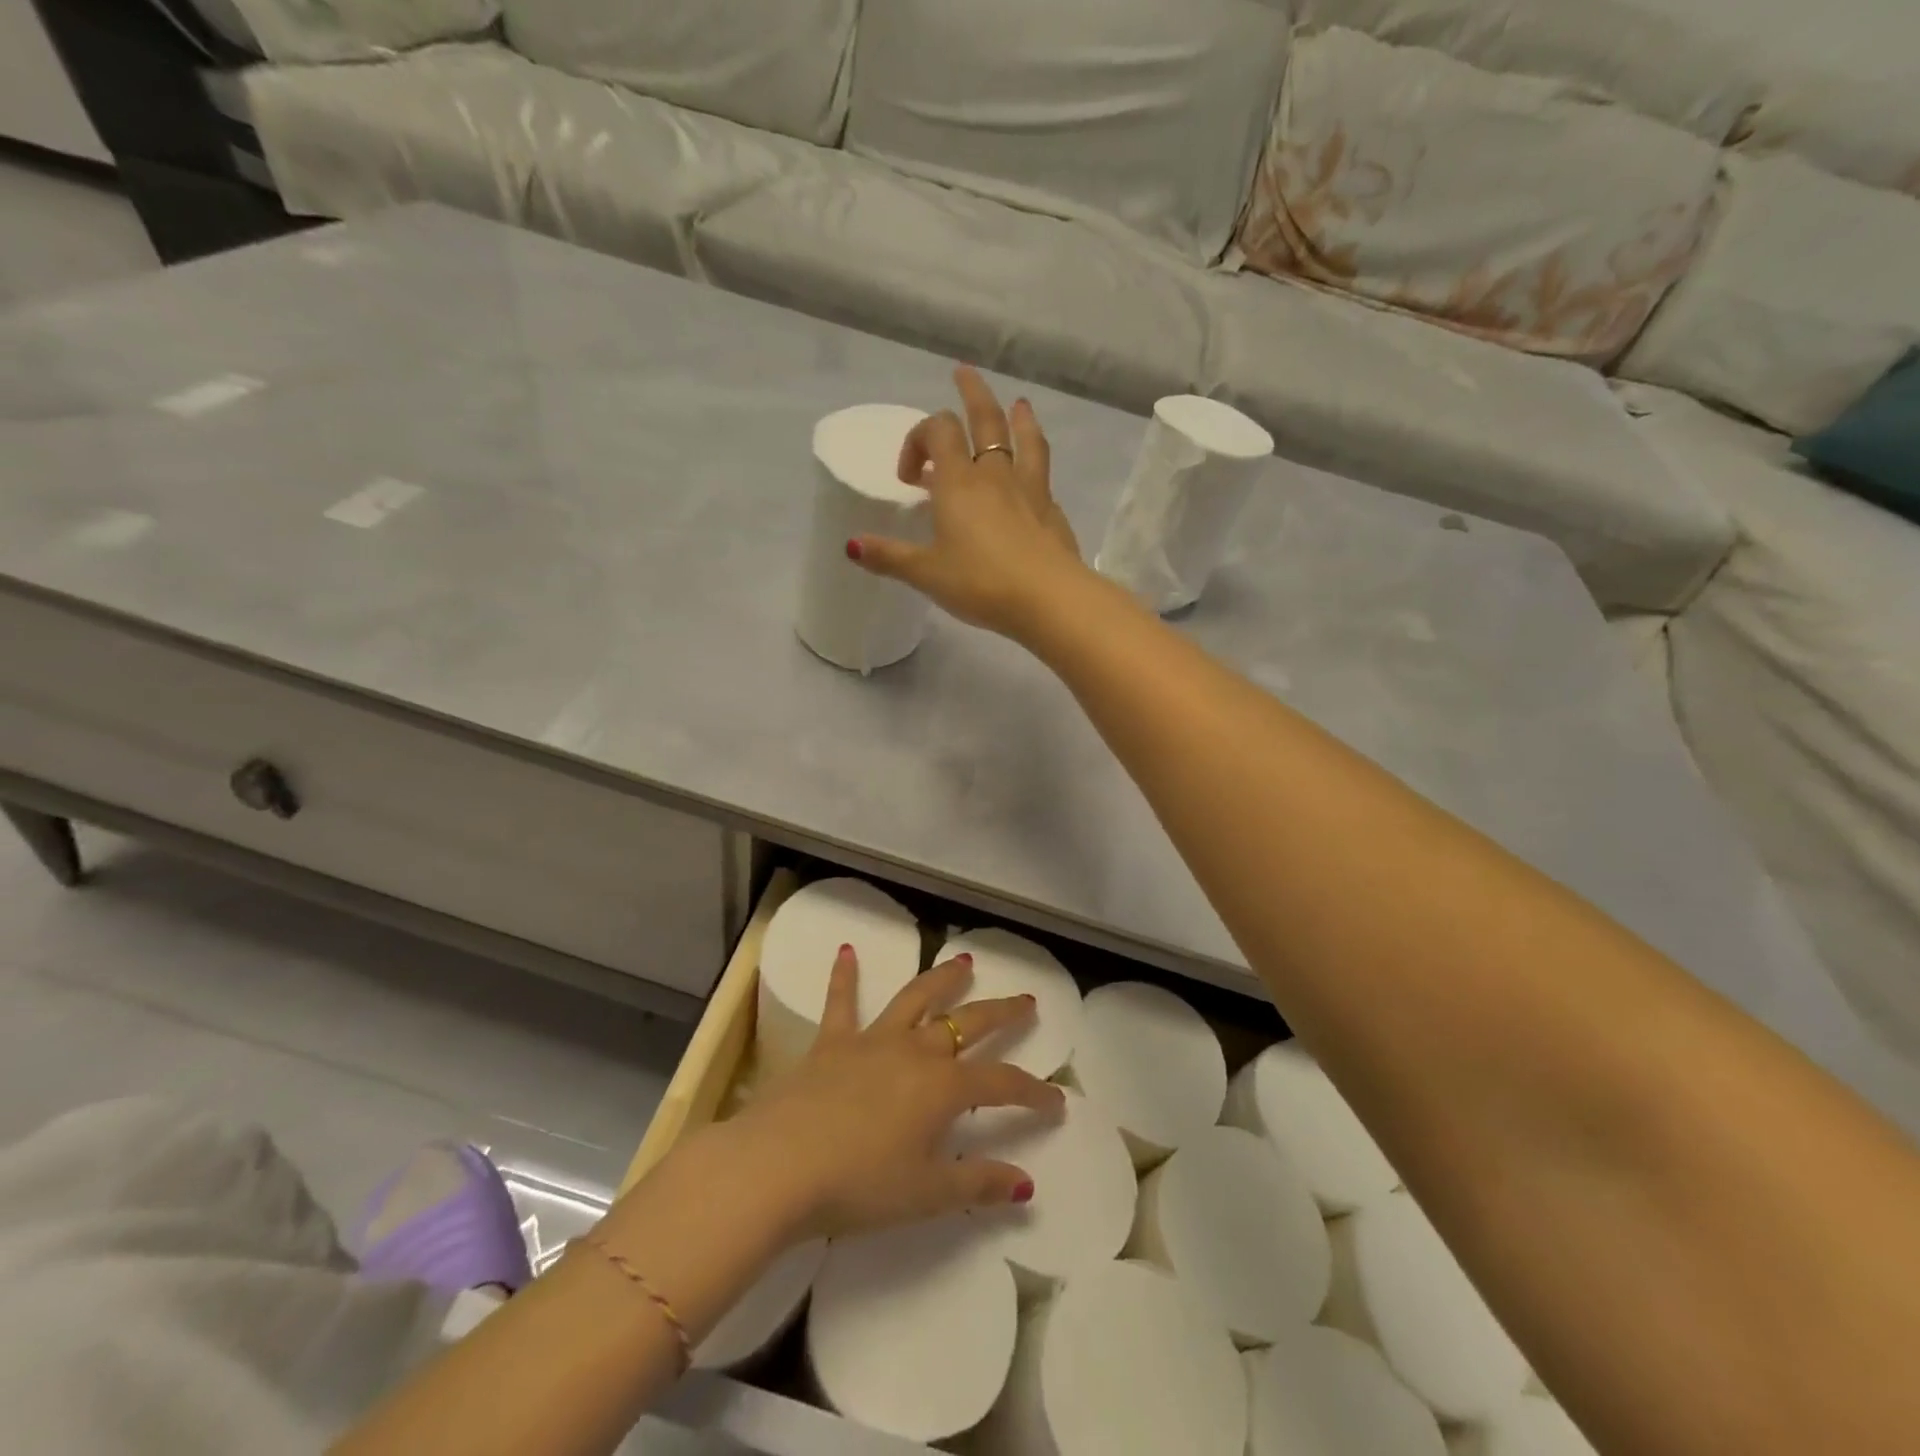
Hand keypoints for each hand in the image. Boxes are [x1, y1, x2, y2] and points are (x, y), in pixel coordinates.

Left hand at [726, 947, 1065, 1243]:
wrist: (779, 1164)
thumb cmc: (858, 1185)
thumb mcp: (926, 1194)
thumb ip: (977, 1184)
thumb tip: (1026, 1183)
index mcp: (942, 1087)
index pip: (1001, 1083)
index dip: (1033, 1091)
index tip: (1056, 1099)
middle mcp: (914, 1051)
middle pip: (967, 1023)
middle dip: (1001, 1013)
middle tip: (1025, 999)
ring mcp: (872, 1040)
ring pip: (916, 999)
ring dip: (942, 979)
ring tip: (963, 961)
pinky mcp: (831, 1042)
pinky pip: (841, 1002)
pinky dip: (844, 976)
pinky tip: (845, 950)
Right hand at [850, 366, 1089, 639]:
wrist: (1047, 599)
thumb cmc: (980, 583)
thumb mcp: (927, 574)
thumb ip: (890, 557)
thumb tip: (851, 545)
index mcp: (958, 482)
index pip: (938, 430)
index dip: (917, 440)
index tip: (909, 476)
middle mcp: (995, 475)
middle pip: (985, 419)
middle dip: (972, 393)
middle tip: (963, 373)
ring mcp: (1030, 490)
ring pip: (1025, 440)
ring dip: (1019, 418)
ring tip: (1019, 405)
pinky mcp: (1052, 511)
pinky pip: (1042, 475)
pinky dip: (1036, 463)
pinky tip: (1036, 477)